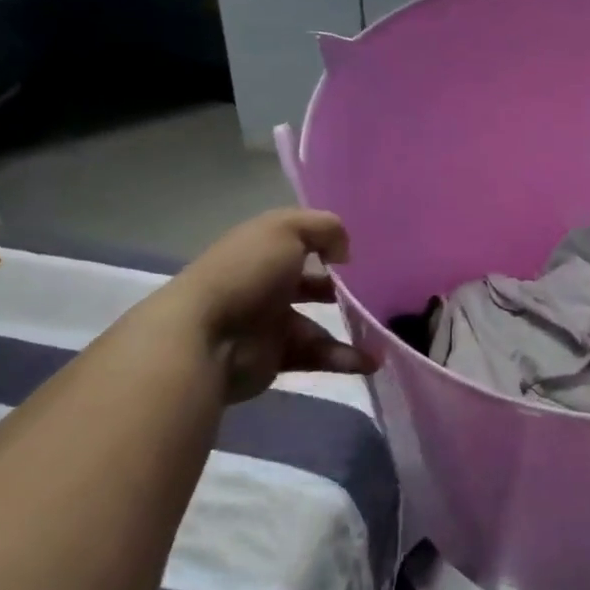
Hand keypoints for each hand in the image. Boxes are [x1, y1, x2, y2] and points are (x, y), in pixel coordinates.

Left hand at [167, 209, 375, 403]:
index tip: (359, 256)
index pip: (301, 242)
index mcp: (264, 248)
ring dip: (351, 328)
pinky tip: (370, 361)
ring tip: (383, 333)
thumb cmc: (247, 273)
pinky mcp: (275, 357)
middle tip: (376, 294)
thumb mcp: (286, 230)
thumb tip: (344, 251)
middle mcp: (266, 283)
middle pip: (311, 283)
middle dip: (342, 290)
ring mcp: (270, 322)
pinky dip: (343, 358)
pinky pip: (316, 355)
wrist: (206, 338)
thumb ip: (324, 228)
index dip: (329, 246)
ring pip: (318, 323)